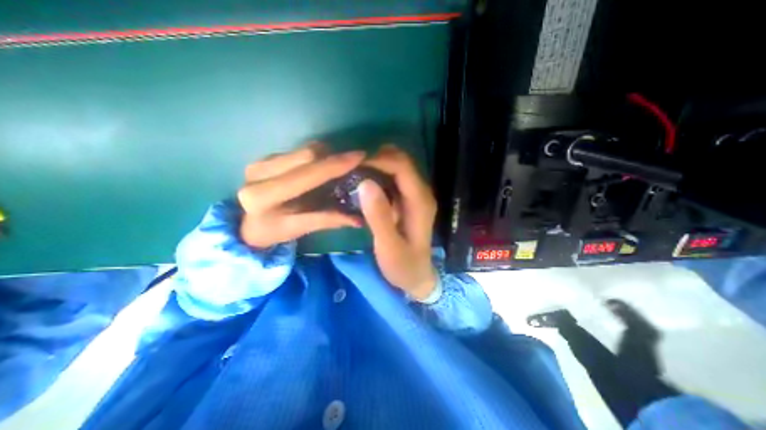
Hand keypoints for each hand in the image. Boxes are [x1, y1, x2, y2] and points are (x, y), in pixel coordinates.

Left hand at [239, 142, 364, 247]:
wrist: (245, 223)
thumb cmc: (273, 230)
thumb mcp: (300, 228)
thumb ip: (328, 220)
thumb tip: (359, 219)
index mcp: (264, 195)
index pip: (307, 173)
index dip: (335, 164)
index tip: (359, 156)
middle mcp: (259, 172)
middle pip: (307, 154)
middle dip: (334, 157)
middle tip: (353, 162)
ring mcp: (261, 161)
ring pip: (303, 149)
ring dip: (326, 155)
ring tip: (340, 166)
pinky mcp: (265, 157)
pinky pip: (298, 151)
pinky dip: (316, 157)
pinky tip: (322, 167)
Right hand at [359, 144, 436, 297]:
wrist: (416, 277)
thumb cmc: (403, 265)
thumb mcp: (389, 246)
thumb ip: (379, 216)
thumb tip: (365, 182)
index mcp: (420, 201)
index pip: (402, 167)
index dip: (379, 159)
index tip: (353, 162)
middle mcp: (421, 192)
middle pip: (402, 161)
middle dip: (377, 157)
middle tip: (350, 164)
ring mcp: (415, 195)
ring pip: (397, 167)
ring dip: (377, 163)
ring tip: (353, 168)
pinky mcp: (407, 200)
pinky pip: (393, 178)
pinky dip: (378, 173)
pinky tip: (362, 180)